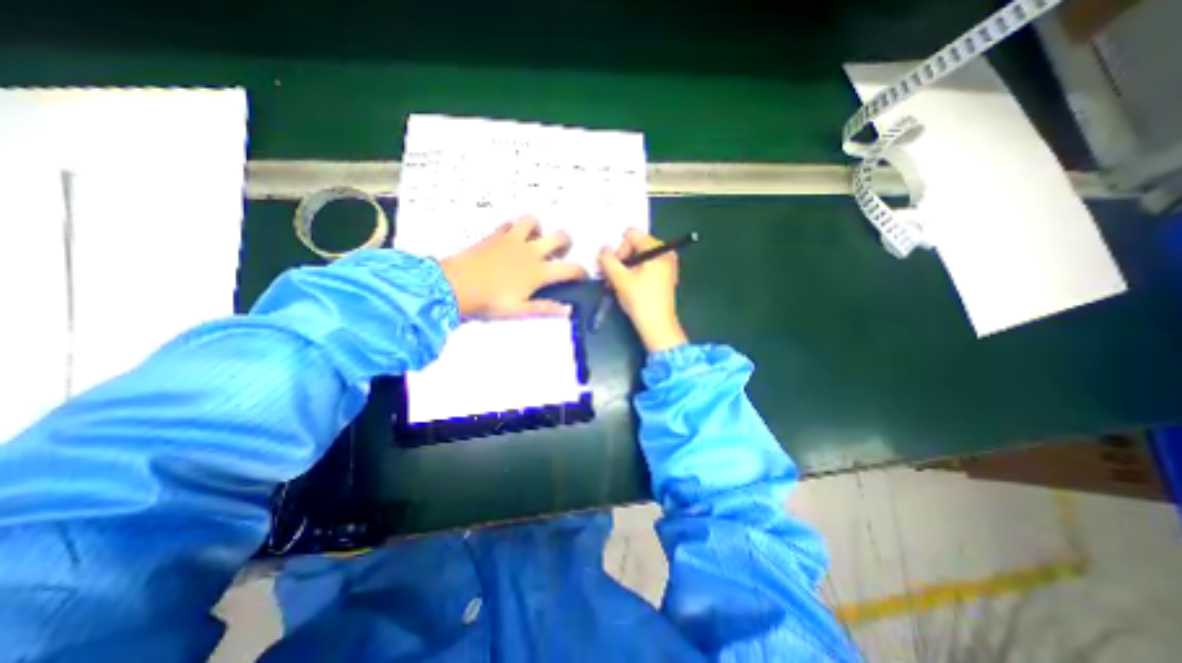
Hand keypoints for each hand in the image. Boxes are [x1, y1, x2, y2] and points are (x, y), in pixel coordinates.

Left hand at [438, 219, 584, 318]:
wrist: (455, 285)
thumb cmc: (489, 301)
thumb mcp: (519, 310)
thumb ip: (545, 308)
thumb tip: (567, 310)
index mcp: (538, 272)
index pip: (570, 268)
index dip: (581, 272)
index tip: (581, 276)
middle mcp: (530, 252)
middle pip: (559, 236)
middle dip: (566, 243)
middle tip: (561, 253)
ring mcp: (512, 240)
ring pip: (533, 221)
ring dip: (539, 229)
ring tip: (536, 240)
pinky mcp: (495, 235)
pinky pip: (510, 224)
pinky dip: (515, 228)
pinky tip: (512, 238)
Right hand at [597, 227, 689, 351]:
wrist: (657, 327)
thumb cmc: (640, 301)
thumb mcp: (619, 278)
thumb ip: (607, 260)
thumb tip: (603, 250)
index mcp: (658, 249)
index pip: (631, 235)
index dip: (618, 250)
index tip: (612, 268)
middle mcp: (665, 254)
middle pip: (635, 246)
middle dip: (620, 260)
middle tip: (611, 277)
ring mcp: (666, 267)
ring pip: (638, 259)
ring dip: (624, 269)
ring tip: (617, 284)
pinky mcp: (663, 279)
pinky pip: (644, 268)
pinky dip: (633, 275)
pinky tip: (627, 288)